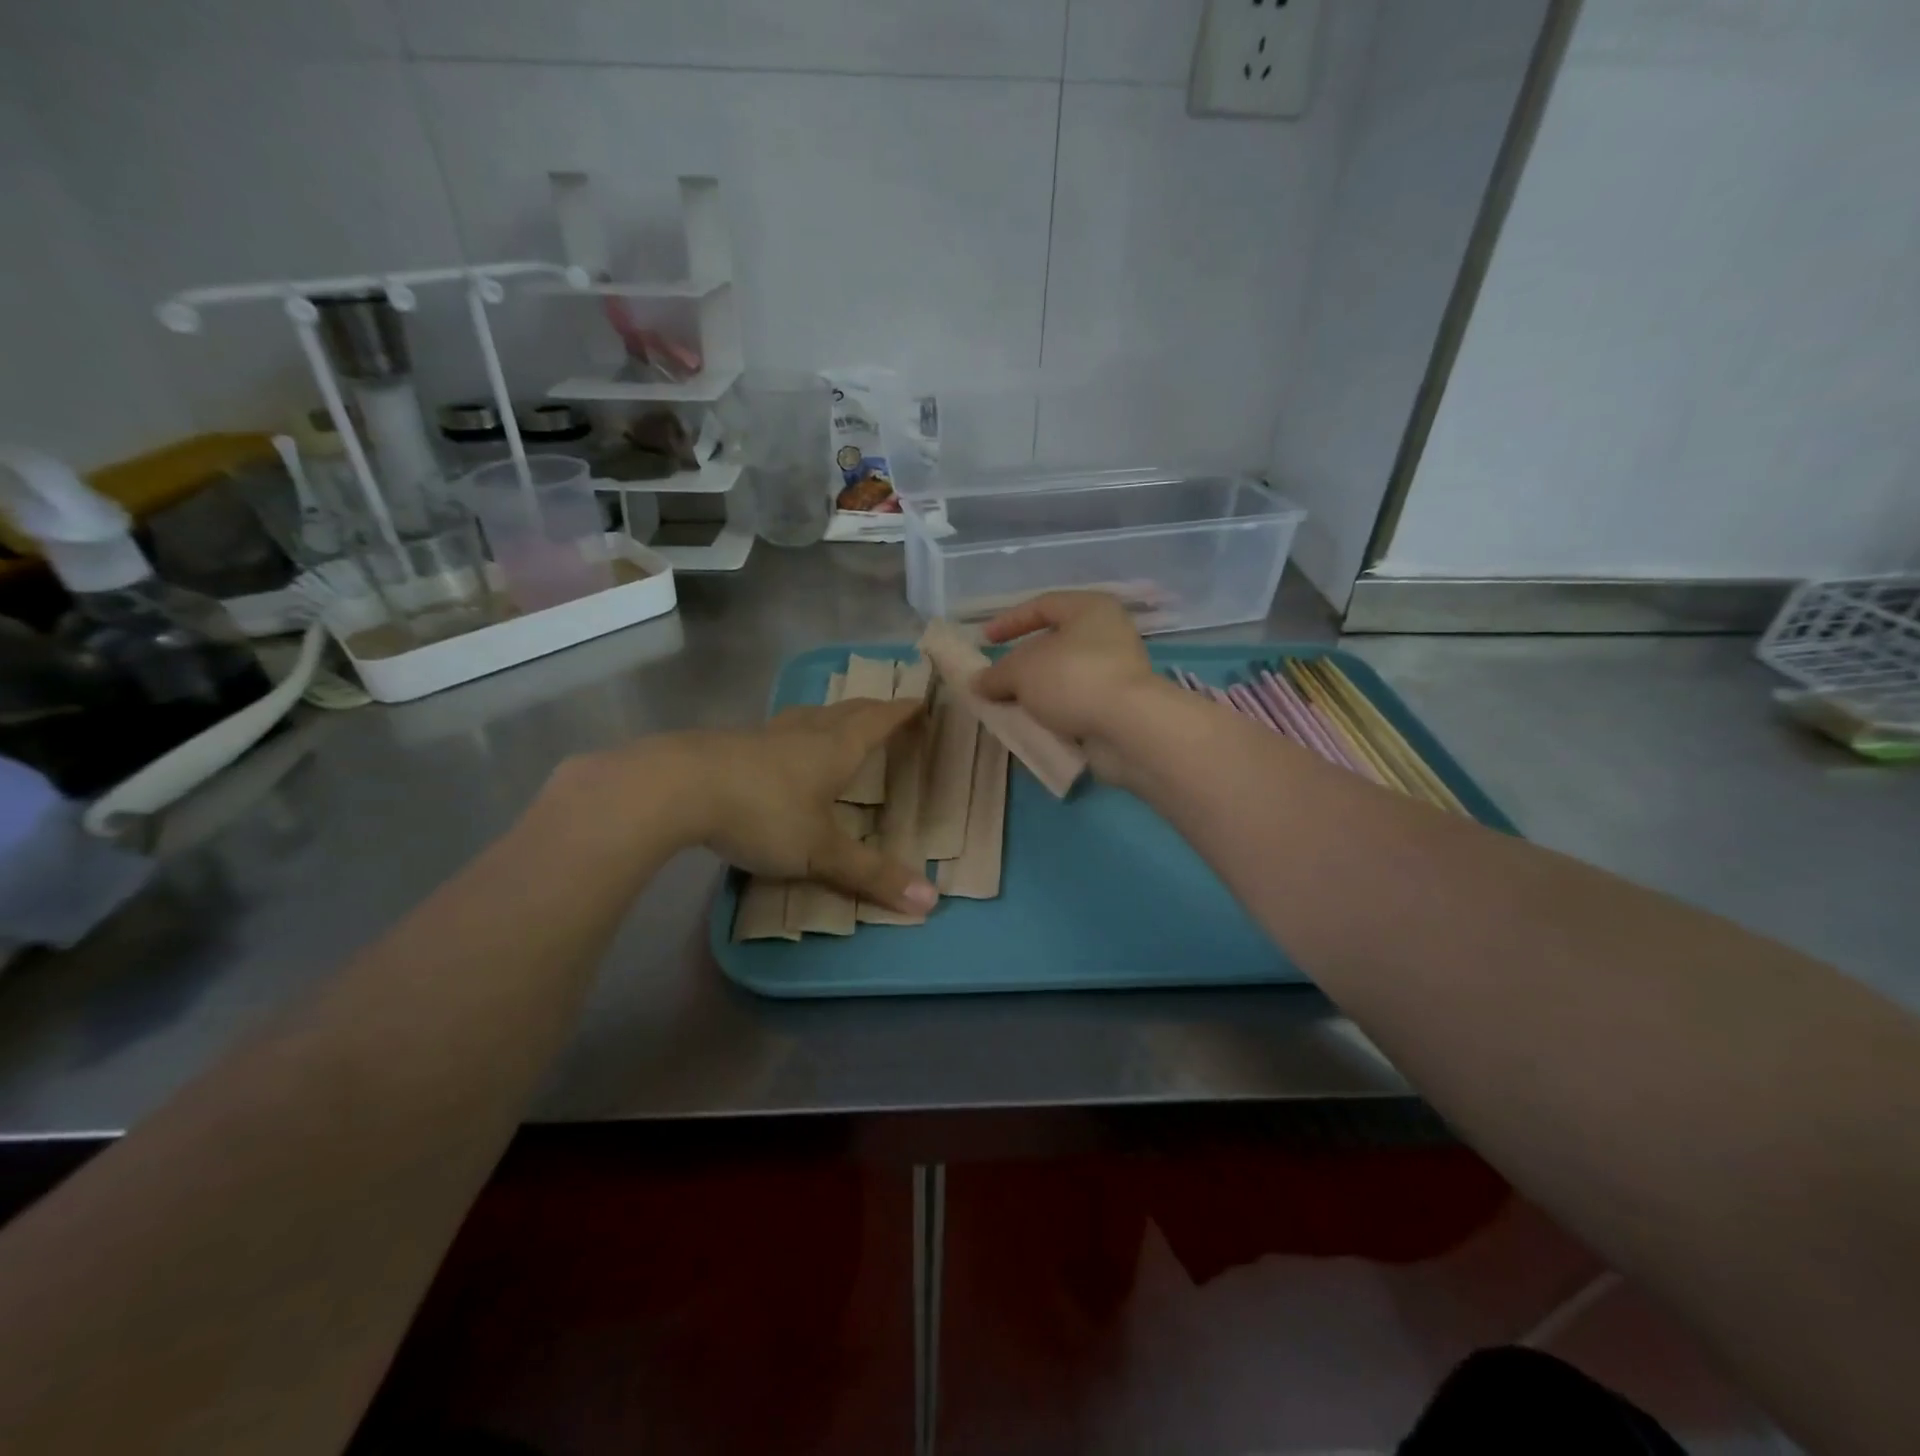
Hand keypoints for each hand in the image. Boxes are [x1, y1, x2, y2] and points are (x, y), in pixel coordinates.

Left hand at [674, 699, 936, 914]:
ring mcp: (766, 734)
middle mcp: (806, 731)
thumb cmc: (763, 812)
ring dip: (832, 716)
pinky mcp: (732, 744)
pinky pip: (778, 731)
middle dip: (873, 710)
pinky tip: (782, 750)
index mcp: (836, 747)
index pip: (880, 720)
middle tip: (889, 712)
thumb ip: (871, 875)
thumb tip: (931, 902)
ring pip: (810, 715)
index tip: (922, 703)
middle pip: (847, 710)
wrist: (677, 788)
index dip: (903, 712)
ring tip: (838, 723)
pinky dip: (795, 733)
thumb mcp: (820, 851)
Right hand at [972, 591, 1166, 779]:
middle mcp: (1108, 633)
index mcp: (1090, 609)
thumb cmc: (1072, 679)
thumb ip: (995, 674)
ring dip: (1037, 691)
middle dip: (1022, 663)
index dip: (1010, 621)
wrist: (1128, 726)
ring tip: (1010, 707)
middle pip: (1055, 643)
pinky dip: (1055, 711)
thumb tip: (977, 683)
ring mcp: (1118, 670)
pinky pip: (1077, 702)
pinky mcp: (1120, 704)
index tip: (985, 640)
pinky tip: (1034, 724)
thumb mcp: (1021, 672)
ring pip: (1065, 676)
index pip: (1043, 605)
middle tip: (996, 681)